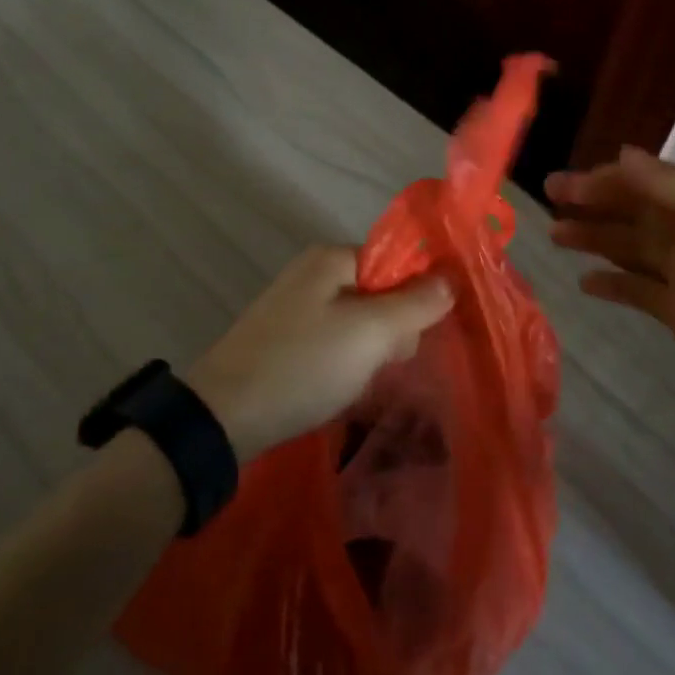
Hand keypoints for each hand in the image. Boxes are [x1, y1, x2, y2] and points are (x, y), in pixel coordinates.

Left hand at [186, 247, 454, 462]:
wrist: (223, 416)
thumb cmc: (304, 365)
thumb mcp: (370, 333)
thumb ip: (415, 303)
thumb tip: (451, 279)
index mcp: (331, 258)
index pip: (396, 262)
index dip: (415, 296)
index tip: (415, 337)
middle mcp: (313, 272)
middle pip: (379, 290)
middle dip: (392, 328)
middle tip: (383, 363)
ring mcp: (295, 306)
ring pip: (358, 320)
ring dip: (370, 350)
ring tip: (360, 381)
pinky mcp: (284, 338)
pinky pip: (333, 340)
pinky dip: (344, 361)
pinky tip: (339, 386)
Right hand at [546, 147, 674, 433]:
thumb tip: (624, 155)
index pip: (651, 182)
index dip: (609, 179)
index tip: (568, 185)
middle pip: (636, 209)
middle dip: (593, 201)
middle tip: (550, 196)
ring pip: (630, 245)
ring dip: (594, 236)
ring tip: (555, 235)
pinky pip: (635, 287)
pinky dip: (610, 281)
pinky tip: (585, 282)